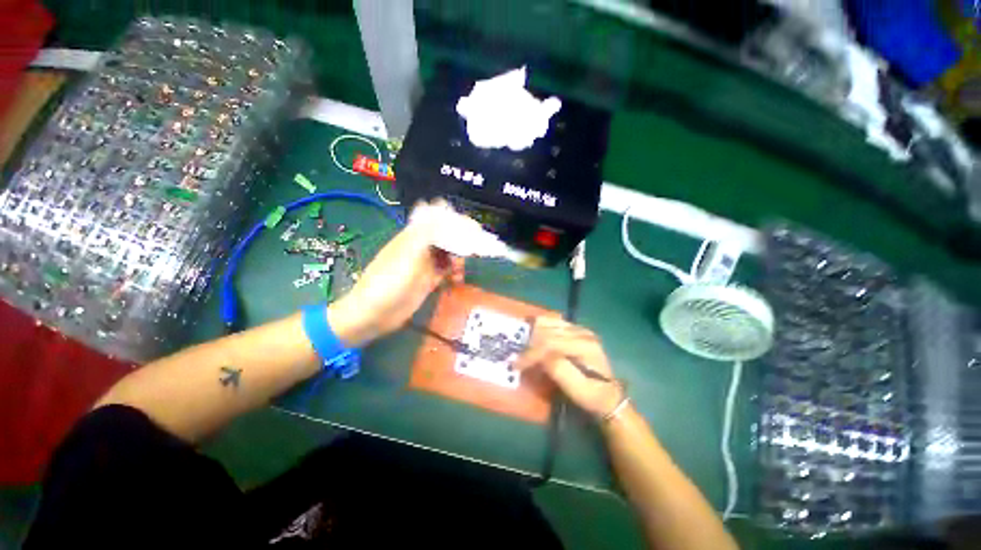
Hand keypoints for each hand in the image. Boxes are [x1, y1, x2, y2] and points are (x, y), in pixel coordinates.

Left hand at [329, 200, 464, 346]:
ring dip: (458, 260)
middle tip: (473, 251)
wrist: (373, 314)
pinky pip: (446, 272)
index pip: (437, 220)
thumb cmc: (389, 282)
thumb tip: (441, 207)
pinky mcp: (428, 281)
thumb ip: (426, 232)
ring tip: (460, 271)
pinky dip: (454, 274)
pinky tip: (457, 280)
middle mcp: (421, 247)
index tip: (473, 228)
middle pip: (446, 237)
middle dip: (461, 242)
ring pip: (448, 255)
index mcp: (413, 236)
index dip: (455, 220)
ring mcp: (425, 264)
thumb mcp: (409, 254)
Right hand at [515, 317, 623, 420]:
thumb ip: (558, 370)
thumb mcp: (577, 390)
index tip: (516, 365)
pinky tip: (535, 339)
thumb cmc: (593, 396)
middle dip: (529, 345)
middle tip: (518, 359)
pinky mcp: (576, 330)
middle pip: (547, 331)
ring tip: (526, 350)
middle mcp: (582, 332)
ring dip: (534, 334)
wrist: (609, 396)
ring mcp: (580, 329)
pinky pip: (553, 322)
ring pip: (548, 322)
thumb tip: (540, 357)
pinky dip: (540, 329)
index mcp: (585, 345)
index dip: (531, 353)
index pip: (550, 343)